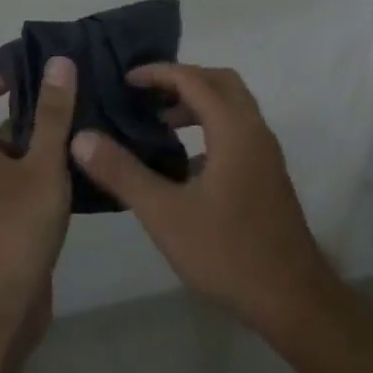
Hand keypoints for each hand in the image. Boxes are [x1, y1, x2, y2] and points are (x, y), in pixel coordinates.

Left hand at [0, 56, 77, 345]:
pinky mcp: (15, 226)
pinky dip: (53, 176)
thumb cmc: (17, 225)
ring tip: (87, 127)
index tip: (21, 77)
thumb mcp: (41, 164)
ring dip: (46, 145)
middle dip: (30, 113)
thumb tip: (58, 62)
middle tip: (70, 98)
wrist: (5, 305)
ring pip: (19, 161)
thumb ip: (53, 115)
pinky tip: (87, 170)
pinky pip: (31, 187)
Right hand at [71, 63, 336, 334]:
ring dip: (198, 104)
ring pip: (233, 108)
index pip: (195, 80)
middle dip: (182, 80)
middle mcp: (255, 132)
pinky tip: (184, 163)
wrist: (292, 299)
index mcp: (234, 130)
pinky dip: (210, 128)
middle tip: (145, 94)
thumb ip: (122, 172)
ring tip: (159, 123)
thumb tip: (80, 137)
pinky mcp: (268, 177)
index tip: (126, 80)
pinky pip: (237, 132)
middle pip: (221, 83)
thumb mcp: (164, 214)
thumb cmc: (227, 252)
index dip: (159, 73)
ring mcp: (265, 155)